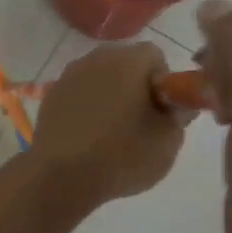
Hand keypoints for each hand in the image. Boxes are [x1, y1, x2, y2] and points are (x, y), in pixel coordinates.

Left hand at [29, 42, 189, 210]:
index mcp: (128, 61)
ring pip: (101, 77)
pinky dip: (87, 105)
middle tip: (140, 121)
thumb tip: (177, 103)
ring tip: (112, 131)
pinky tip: (88, 135)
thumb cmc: (122, 156)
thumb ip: (179, 115)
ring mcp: (70, 75)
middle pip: (126, 62)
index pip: (155, 56)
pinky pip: (80, 92)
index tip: (161, 111)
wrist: (62, 177)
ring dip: (111, 94)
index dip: (164, 82)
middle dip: (137, 85)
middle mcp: (96, 58)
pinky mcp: (52, 94)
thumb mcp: (167, 141)